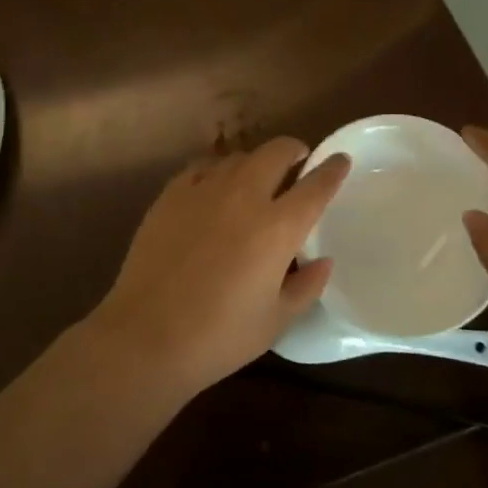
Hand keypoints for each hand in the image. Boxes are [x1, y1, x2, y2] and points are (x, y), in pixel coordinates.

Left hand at [83, 137, 350, 401]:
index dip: (332, 170)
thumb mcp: (276, 320)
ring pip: (238, 157)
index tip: (340, 160)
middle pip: (276, 153)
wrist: (146, 336)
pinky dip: (217, 170)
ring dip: (255, 161)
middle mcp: (244, 197)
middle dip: (293, 150)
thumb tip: (322, 260)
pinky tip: (214, 186)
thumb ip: (306, 286)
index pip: (315, 186)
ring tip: (256, 177)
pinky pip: (201, 168)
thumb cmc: (220, 337)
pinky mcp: (170, 195)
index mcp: (277, 227)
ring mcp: (203, 191)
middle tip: (298, 161)